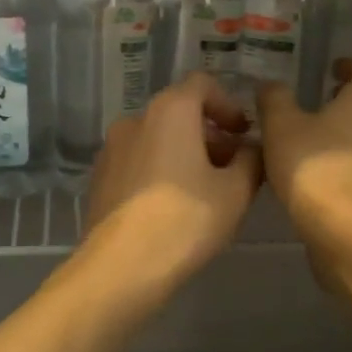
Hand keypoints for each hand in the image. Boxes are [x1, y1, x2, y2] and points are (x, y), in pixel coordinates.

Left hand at [83, 72, 262, 290]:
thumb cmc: (186, 220)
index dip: (228, 104)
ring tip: (207, 190)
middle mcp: (135, 119)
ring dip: (185, 152)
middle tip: (233, 167)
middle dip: (209, 134)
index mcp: (169, 111)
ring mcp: (111, 149)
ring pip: (157, 138)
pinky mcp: (100, 178)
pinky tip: (174, 206)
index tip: (244, 133)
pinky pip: (138, 161)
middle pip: (179, 112)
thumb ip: (251, 160)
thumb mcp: (235, 191)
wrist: (121, 266)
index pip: (202, 84)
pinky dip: (160, 169)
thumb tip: (251, 148)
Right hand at [256, 60, 351, 257]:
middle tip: (316, 104)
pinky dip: (349, 164)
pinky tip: (324, 175)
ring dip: (347, 136)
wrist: (348, 230)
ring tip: (315, 142)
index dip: (343, 67)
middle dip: (345, 103)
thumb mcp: (280, 125)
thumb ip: (274, 99)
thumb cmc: (315, 165)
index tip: (330, 69)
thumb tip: (269, 85)